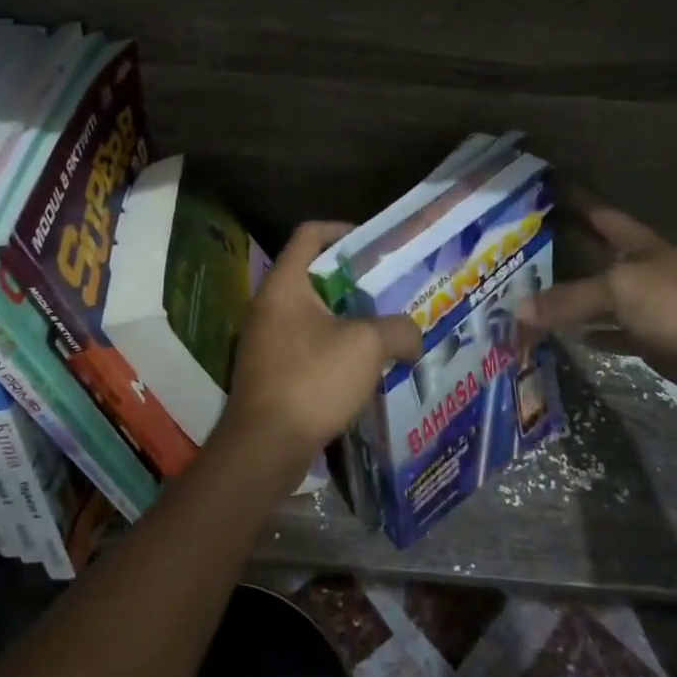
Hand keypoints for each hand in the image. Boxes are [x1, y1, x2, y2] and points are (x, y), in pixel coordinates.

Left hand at [225, 222, 422, 467]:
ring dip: (345, 318)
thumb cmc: (312, 380)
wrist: (264, 446)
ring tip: (382, 329)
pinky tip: (361, 367)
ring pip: (311, 314)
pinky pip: (305, 344)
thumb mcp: (367, 345)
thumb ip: (398, 329)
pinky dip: (333, 346)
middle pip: (313, 275)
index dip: (342, 230)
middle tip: (388, 290)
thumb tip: (413, 337)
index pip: (309, 235)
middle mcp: (268, 305)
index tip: (374, 243)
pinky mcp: (268, 371)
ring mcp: (264, 339)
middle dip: (353, 281)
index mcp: (284, 284)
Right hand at [517, 200, 676, 398]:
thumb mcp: (618, 290)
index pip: (599, 214)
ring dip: (571, 298)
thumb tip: (518, 310)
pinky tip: (566, 335)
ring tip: (530, 293)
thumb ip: (568, 299)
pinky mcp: (651, 338)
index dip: (575, 199)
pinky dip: (590, 333)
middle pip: (594, 255)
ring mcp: (647, 304)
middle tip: (521, 248)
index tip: (545, 187)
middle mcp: (640, 269)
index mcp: (637, 244)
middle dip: (563, 250)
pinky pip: (611, 332)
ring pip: (599, 297)